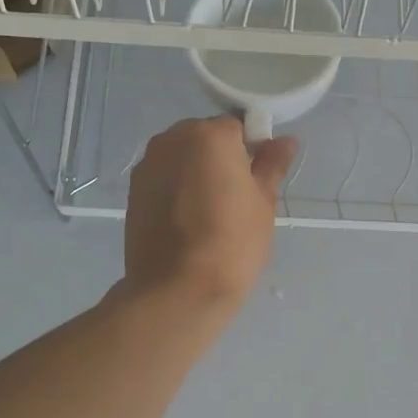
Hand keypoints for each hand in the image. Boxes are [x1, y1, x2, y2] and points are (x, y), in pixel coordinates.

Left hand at [120, 115, 297, 314]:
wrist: (177, 290)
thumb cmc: (232, 243)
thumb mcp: (263, 203)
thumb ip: (271, 165)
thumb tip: (285, 141)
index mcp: (210, 135)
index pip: (238, 128)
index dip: (251, 151)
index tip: (256, 180)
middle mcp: (172, 139)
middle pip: (205, 138)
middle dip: (220, 159)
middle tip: (235, 198)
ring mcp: (148, 165)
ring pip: (182, 158)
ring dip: (196, 174)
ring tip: (210, 213)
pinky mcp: (132, 191)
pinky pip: (164, 179)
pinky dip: (176, 190)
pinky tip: (187, 222)